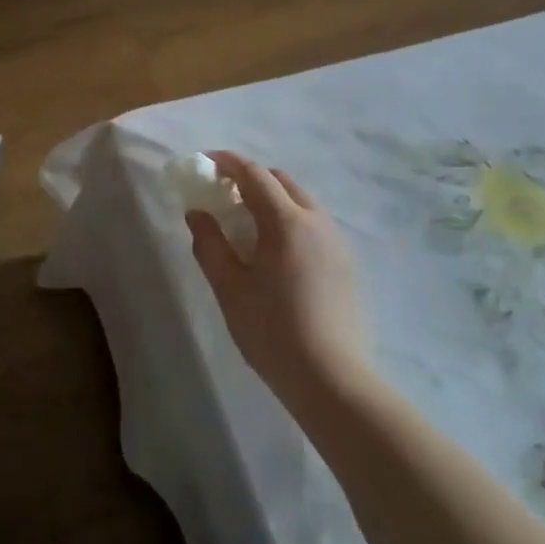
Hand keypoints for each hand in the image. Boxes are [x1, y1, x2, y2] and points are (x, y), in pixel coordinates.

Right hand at [185, 152, 364, 400]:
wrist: (333, 381)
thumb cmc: (273, 332)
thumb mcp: (229, 288)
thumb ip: (209, 244)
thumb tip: (197, 213)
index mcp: (287, 222)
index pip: (254, 175)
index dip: (227, 162)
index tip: (205, 162)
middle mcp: (317, 222)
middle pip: (281, 181)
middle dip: (250, 178)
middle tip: (222, 195)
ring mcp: (337, 243)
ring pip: (301, 202)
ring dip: (271, 199)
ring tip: (246, 224)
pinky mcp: (347, 264)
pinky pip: (313, 224)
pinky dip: (289, 219)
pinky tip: (274, 251)